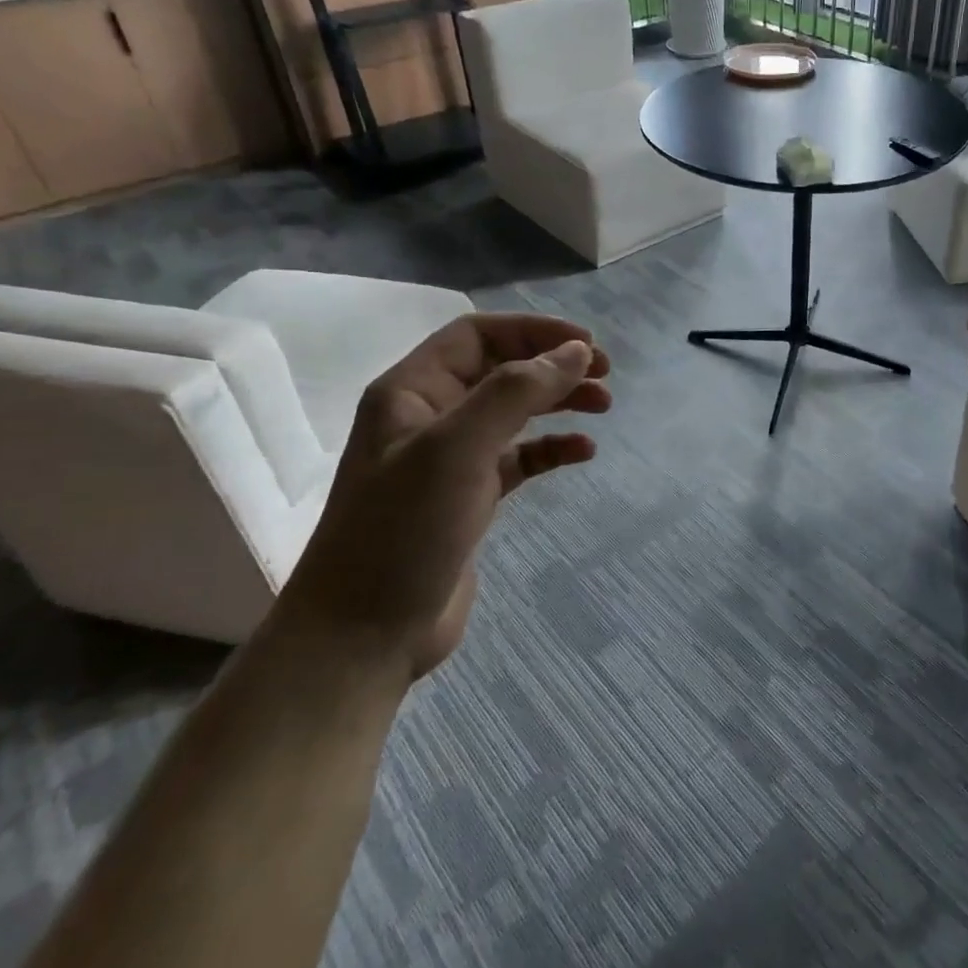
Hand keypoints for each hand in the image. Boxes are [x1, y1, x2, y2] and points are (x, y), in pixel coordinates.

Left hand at [277, 313, 610, 680]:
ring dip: (558, 402)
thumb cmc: (403, 530)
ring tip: (604, 406)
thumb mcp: (457, 449)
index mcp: (411, 391)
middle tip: (605, 374)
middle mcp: (429, 417)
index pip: (477, 335)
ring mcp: (449, 460)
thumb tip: (575, 351)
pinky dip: (551, 449)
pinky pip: (519, 458)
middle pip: (500, 370)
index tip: (586, 344)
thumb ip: (516, 392)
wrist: (362, 636)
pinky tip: (583, 452)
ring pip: (514, 413)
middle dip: (553, 365)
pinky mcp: (469, 499)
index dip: (533, 331)